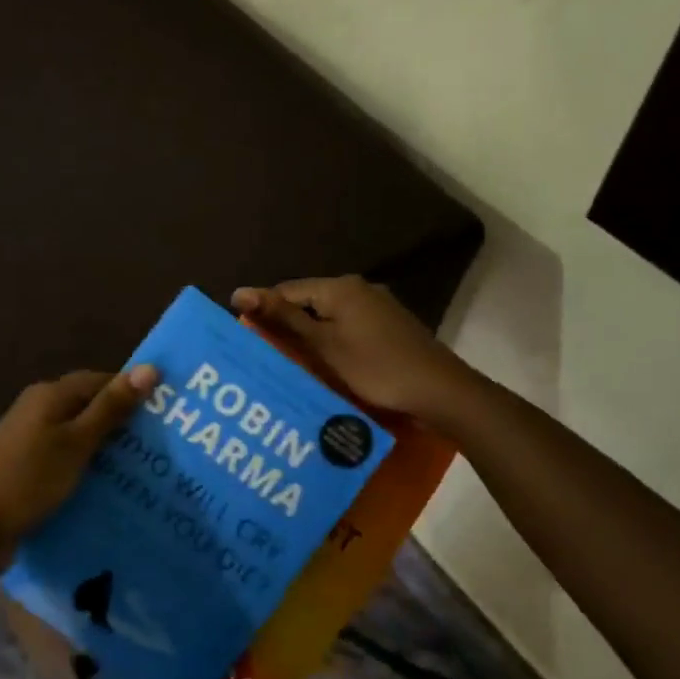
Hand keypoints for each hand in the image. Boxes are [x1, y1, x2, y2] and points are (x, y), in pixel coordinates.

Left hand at [0, 365, 160, 578]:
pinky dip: (89, 468)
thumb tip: (149, 367)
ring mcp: (30, 440)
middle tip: (164, 446)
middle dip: (124, 424)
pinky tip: (111, 487)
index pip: (101, 380)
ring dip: (108, 450)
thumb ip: (111, 408)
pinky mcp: (27, 468)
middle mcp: (39, 410)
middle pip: (90, 407)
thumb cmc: (28, 480)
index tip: (168, 412)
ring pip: (80, 436)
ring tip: (147, 469)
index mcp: (50, 395)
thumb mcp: (76, 443)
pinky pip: (67, 459)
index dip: (133, 392)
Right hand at [232, 276, 462, 420]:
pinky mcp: (388, 327)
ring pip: (328, 318)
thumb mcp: (323, 345)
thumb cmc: (375, 367)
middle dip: (285, 326)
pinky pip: (347, 328)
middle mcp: (358, 288)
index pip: (286, 291)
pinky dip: (330, 343)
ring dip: (308, 337)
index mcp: (339, 287)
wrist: (439, 391)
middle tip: (262, 354)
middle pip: (308, 303)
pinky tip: (323, 365)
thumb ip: (283, 318)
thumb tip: (240, 291)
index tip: (243, 337)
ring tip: (286, 362)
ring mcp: (377, 307)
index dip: (262, 311)